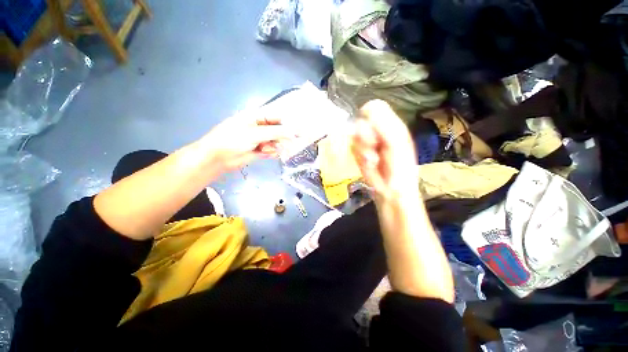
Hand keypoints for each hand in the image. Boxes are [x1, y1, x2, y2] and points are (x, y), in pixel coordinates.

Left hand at [198, 107, 294, 170]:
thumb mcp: (255, 133)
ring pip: (277, 142)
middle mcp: (261, 127)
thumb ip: (276, 132)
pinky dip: (270, 152)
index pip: (278, 118)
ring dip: (274, 146)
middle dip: (281, 138)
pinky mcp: (261, 150)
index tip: (298, 131)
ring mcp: (261, 139)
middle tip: (286, 143)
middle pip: (279, 131)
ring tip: (264, 149)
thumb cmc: (233, 139)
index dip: (288, 124)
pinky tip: (263, 153)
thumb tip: (294, 132)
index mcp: (257, 116)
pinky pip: (272, 150)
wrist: (218, 158)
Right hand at [351, 100, 417, 201]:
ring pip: (354, 136)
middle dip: (364, 136)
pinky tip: (369, 164)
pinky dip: (359, 157)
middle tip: (374, 148)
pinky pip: (352, 148)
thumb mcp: (397, 143)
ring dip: (363, 149)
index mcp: (391, 124)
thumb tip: (367, 108)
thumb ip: (384, 125)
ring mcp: (366, 142)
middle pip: (360, 121)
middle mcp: (377, 131)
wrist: (392, 191)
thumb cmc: (400, 168)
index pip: (374, 108)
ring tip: (374, 161)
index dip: (369, 117)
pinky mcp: (358, 153)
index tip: (373, 133)